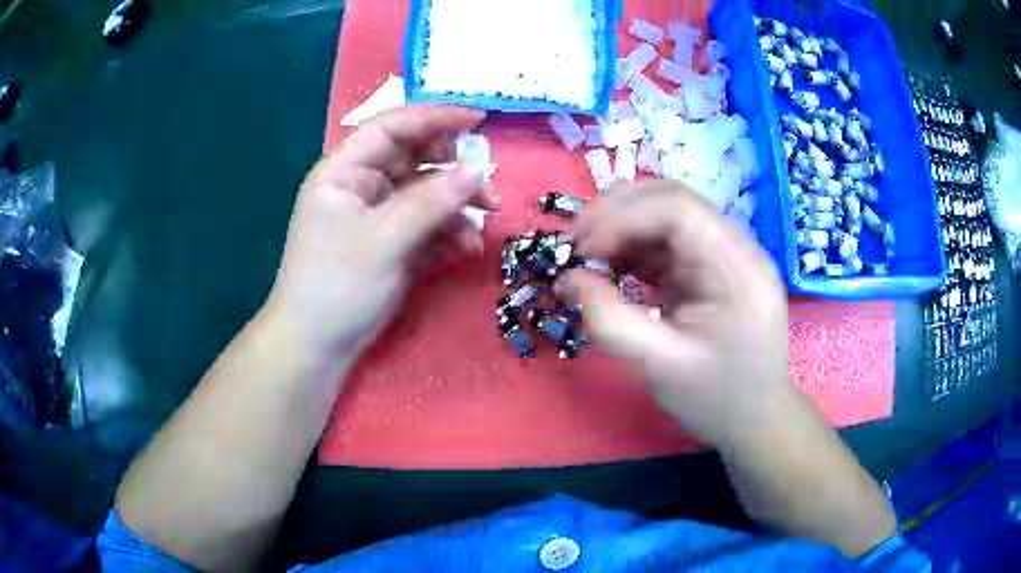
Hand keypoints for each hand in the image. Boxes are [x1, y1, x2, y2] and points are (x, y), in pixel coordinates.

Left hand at [265, 105, 493, 359]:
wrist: (319, 345)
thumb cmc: (338, 284)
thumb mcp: (384, 238)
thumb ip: (431, 201)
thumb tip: (477, 170)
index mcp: (345, 171)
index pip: (392, 127)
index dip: (435, 117)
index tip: (479, 120)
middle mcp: (363, 185)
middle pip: (416, 158)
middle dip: (454, 168)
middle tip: (487, 185)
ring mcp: (380, 214)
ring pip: (428, 192)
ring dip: (459, 202)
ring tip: (488, 217)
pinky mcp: (394, 241)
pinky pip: (429, 223)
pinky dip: (451, 231)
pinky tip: (467, 247)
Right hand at [559, 181, 791, 449]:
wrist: (755, 418)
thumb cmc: (717, 398)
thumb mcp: (661, 367)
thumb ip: (610, 321)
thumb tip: (567, 279)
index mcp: (738, 269)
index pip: (680, 210)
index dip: (624, 217)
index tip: (582, 249)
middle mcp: (736, 249)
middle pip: (673, 200)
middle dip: (617, 213)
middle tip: (575, 244)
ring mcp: (723, 254)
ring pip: (666, 213)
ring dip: (621, 225)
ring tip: (585, 253)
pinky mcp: (709, 267)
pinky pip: (666, 240)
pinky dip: (632, 246)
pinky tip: (608, 264)